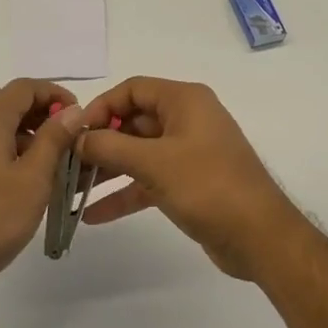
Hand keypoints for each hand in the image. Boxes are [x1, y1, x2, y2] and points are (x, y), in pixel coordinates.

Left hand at [0, 79, 85, 305]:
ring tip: (60, 170)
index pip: (25, 87)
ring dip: (32, 142)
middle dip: (46, 120)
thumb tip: (72, 110)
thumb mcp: (34, 178)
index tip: (81, 118)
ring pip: (0, 132)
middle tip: (76, 146)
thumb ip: (54, 139)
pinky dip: (13, 158)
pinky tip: (31, 186)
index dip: (57, 95)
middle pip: (11, 107)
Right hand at [74, 76, 304, 278]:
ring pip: (138, 153)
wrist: (260, 237)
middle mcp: (187, 120)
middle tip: (67, 164)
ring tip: (72, 189)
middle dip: (100, 142)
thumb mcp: (154, 163)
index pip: (133, 89)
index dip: (101, 107)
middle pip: (133, 122)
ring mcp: (189, 152)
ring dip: (107, 170)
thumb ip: (110, 146)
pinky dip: (124, 193)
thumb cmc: (208, 187)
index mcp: (185, 101)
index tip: (74, 133)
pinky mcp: (189, 183)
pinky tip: (93, 215)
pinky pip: (148, 180)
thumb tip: (77, 138)